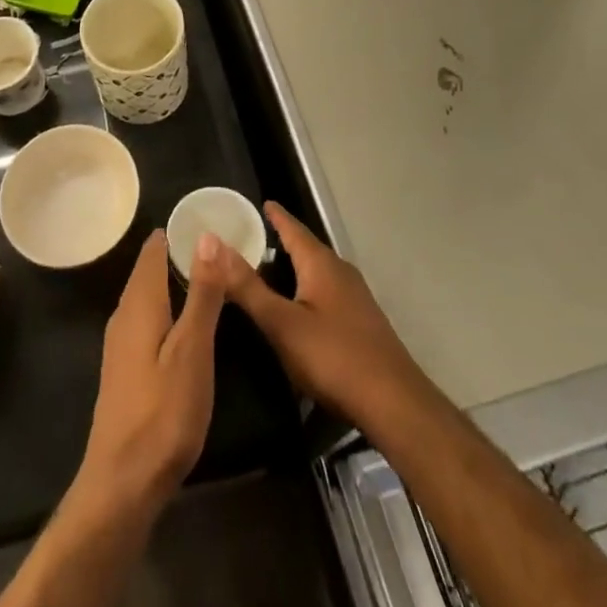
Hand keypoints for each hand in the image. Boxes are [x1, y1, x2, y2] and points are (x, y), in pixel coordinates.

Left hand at [73, 228, 226, 516]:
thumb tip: (206, 235)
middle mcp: (124, 314)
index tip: (209, 221)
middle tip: (219, 248)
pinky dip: (167, 309)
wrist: (123, 483)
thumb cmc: (163, 412)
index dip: (179, 232)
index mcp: (140, 302)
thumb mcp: (193, 349)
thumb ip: (201, 293)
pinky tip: (186, 324)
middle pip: (149, 270)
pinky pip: (146, 319)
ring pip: (148, 296)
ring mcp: (120, 343)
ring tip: (209, 279)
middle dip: (178, 255)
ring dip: (174, 283)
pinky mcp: (125, 368)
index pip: (155, 249)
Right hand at [214, 201, 431, 430]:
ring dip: (295, 269)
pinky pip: (327, 293)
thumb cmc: (333, 356)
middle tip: (254, 239)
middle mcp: (340, 272)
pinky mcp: (362, 323)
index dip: (276, 216)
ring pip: (318, 273)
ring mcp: (355, 298)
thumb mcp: (281, 323)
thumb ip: (247, 286)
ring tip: (270, 272)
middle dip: (283, 242)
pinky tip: (299, 310)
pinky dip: (307, 291)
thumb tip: (212, 243)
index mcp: (320, 264)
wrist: (394, 403)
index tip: (261, 203)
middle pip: (307, 249)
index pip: (293, 228)